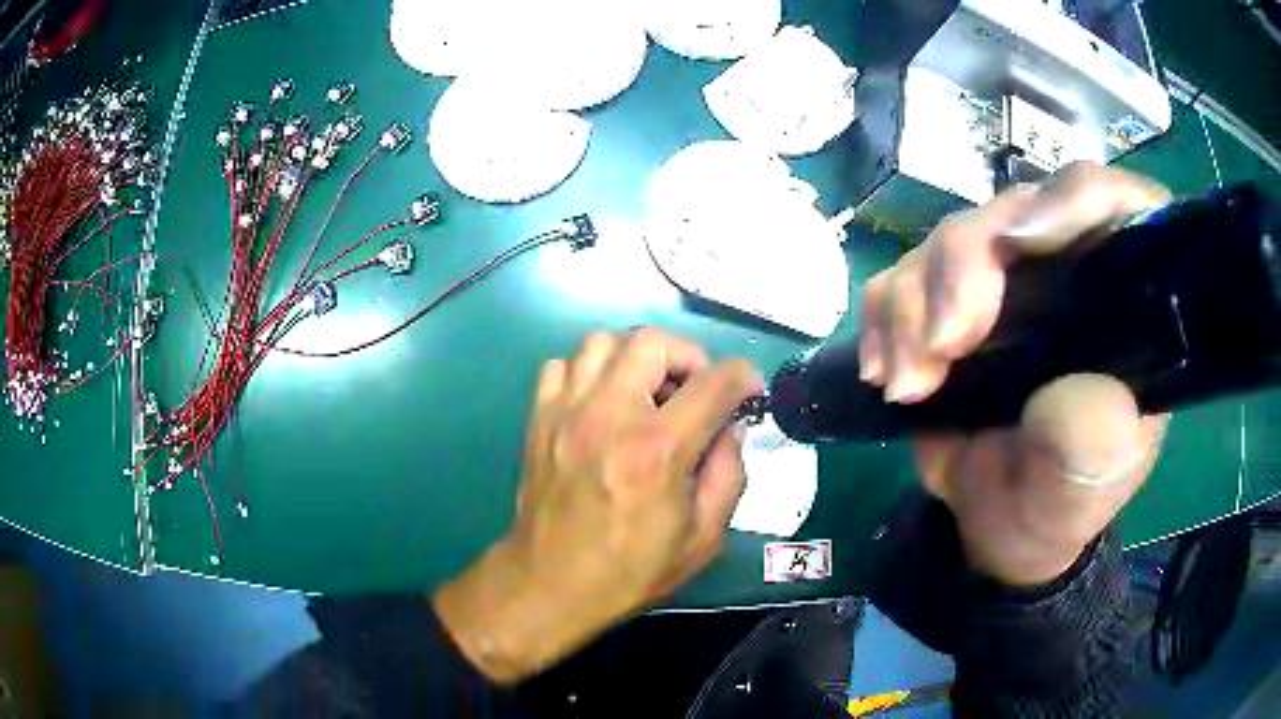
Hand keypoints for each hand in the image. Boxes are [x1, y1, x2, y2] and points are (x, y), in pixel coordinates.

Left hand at [433, 329, 762, 683]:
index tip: (749, 389)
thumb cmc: (631, 569)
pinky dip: (590, 372)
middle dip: (688, 356)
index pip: (713, 382)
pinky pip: (565, 365)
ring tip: (648, 393)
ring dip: (637, 358)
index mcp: (657, 449)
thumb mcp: (703, 538)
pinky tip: (603, 403)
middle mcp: (609, 415)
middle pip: (652, 341)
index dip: (743, 377)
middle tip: (696, 390)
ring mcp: (566, 412)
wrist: (550, 584)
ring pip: (603, 342)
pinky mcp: (539, 418)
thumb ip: (729, 474)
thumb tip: (729, 428)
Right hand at [860, 162, 1172, 586]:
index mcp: (1122, 298)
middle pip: (1013, 212)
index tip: (1019, 240)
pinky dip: (882, 319)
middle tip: (940, 346)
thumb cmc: (1062, 499)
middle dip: (966, 269)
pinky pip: (900, 277)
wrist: (1001, 525)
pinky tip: (884, 372)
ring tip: (908, 387)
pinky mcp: (947, 302)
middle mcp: (1064, 269)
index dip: (1071, 200)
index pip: (1112, 206)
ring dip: (912, 307)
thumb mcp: (1090, 484)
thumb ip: (1095, 440)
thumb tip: (1075, 387)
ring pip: (948, 241)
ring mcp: (1003, 282)